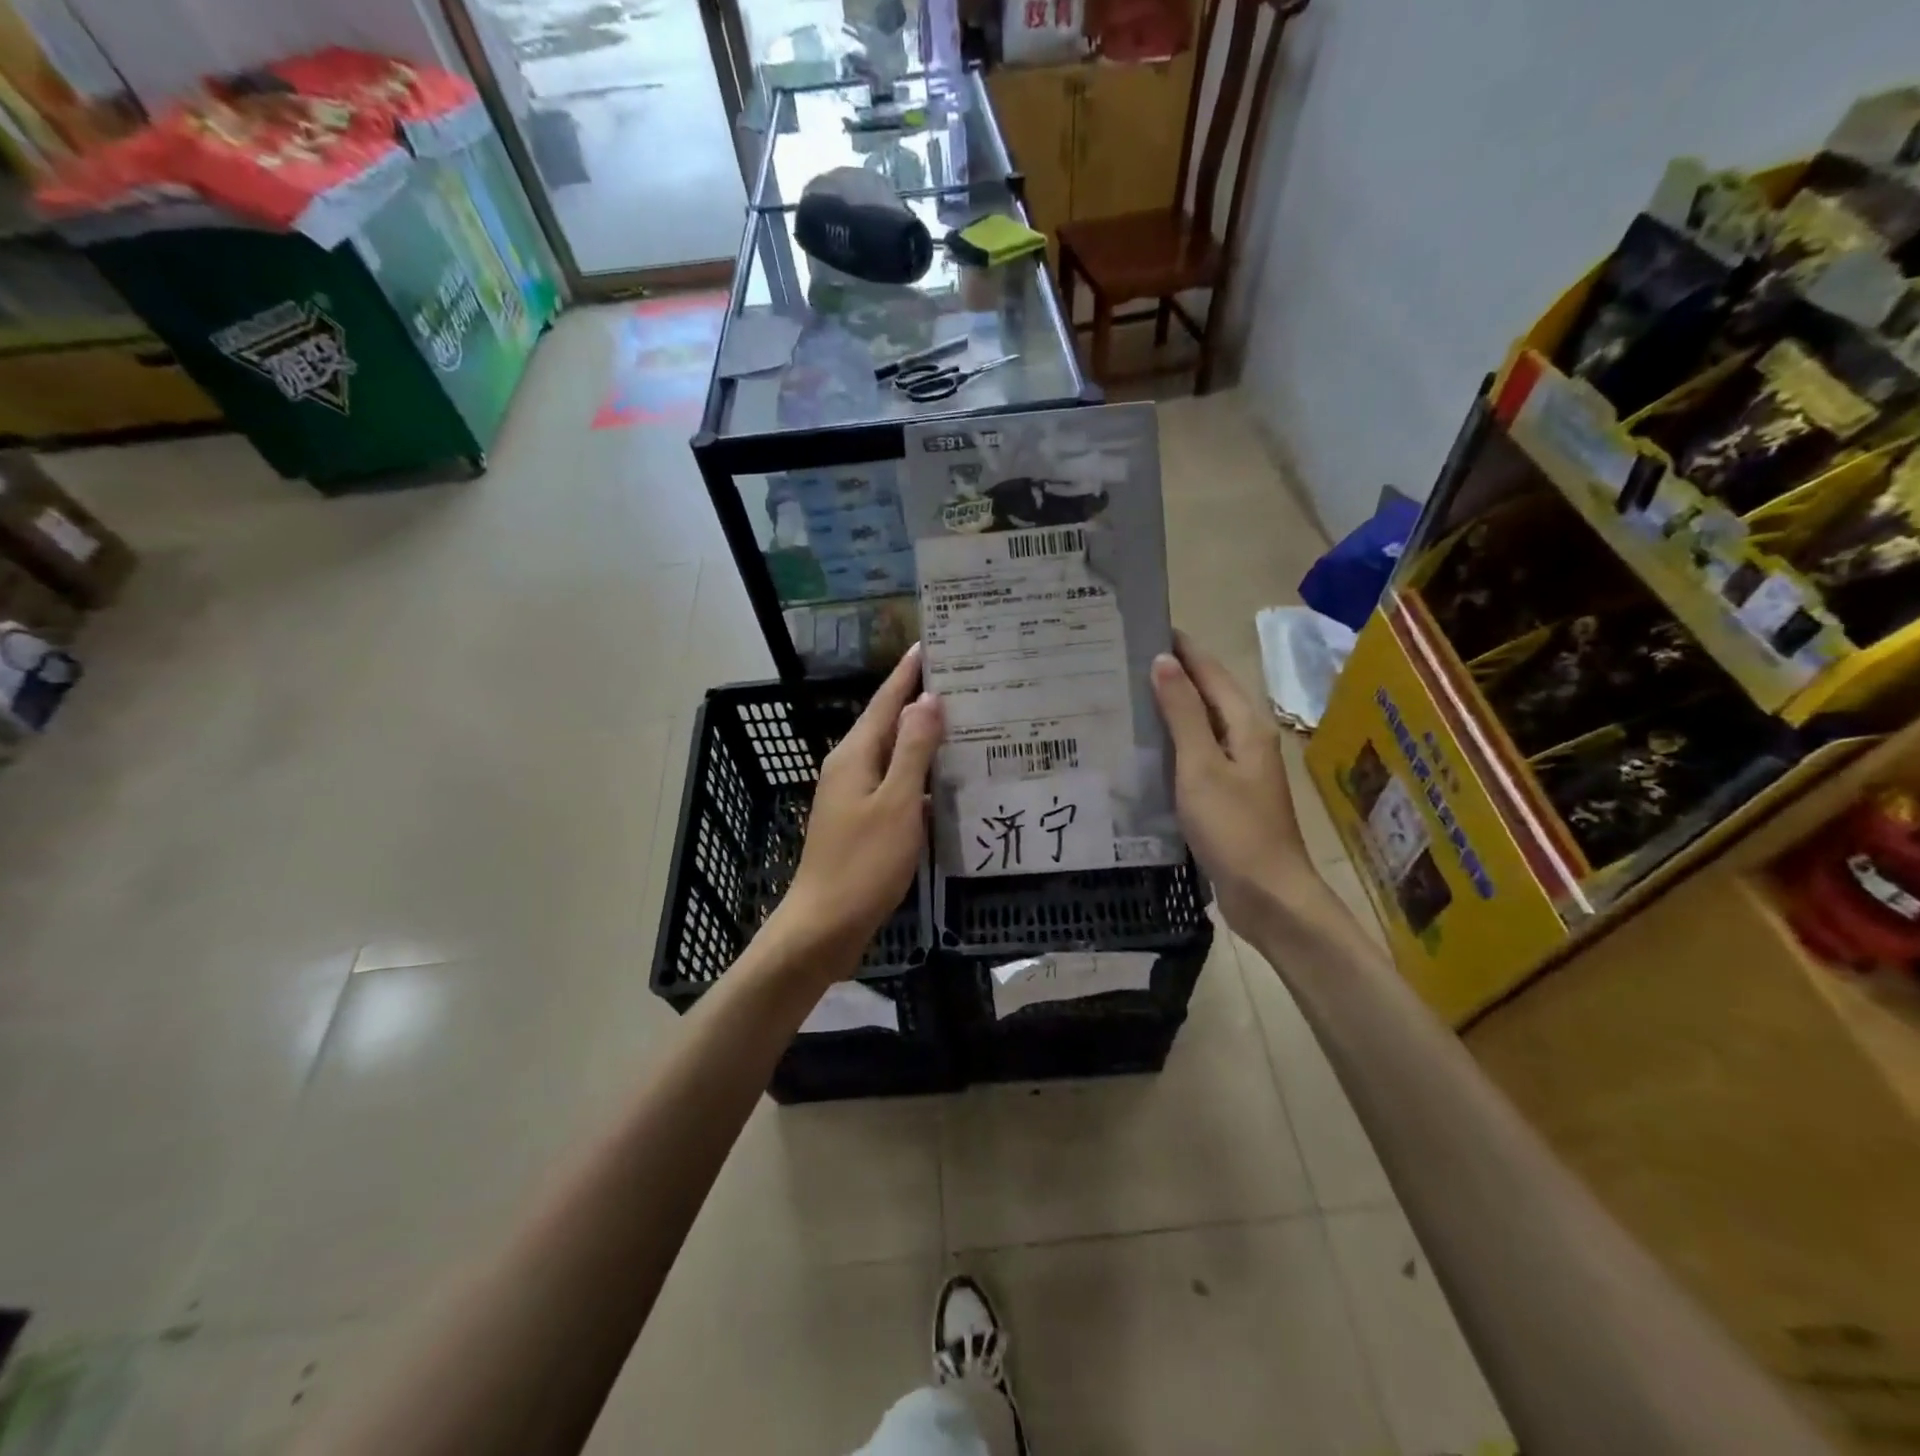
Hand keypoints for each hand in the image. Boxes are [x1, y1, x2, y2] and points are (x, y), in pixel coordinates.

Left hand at [770, 644, 944, 972]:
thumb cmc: (863, 863)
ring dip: (925, 740)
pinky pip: (896, 785)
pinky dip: (921, 777)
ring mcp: (854, 796)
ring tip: (965, 724)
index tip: (933, 644)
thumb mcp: (896, 802)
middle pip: (889, 724)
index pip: (886, 700)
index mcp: (855, 755)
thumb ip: (913, 750)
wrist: (825, 925)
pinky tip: (948, 782)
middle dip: (921, 701)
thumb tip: (928, 700)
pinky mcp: (863, 822)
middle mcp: (851, 767)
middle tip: (965, 682)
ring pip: (895, 756)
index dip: (909, 672)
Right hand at [1151, 631, 1315, 933]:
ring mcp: (1238, 768)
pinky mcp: (1227, 793)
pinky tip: (1144, 746)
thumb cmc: (1234, 828)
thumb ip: (1183, 713)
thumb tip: (1164, 661)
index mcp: (1245, 724)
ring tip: (1125, 695)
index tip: (1144, 625)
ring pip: (1200, 724)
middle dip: (1172, 673)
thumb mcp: (1201, 766)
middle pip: (1208, 694)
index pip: (1210, 670)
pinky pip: (1196, 753)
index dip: (1181, 647)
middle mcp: (1246, 738)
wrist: (1267, 895)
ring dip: (1170, 707)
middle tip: (1123, 659)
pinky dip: (1172, 741)